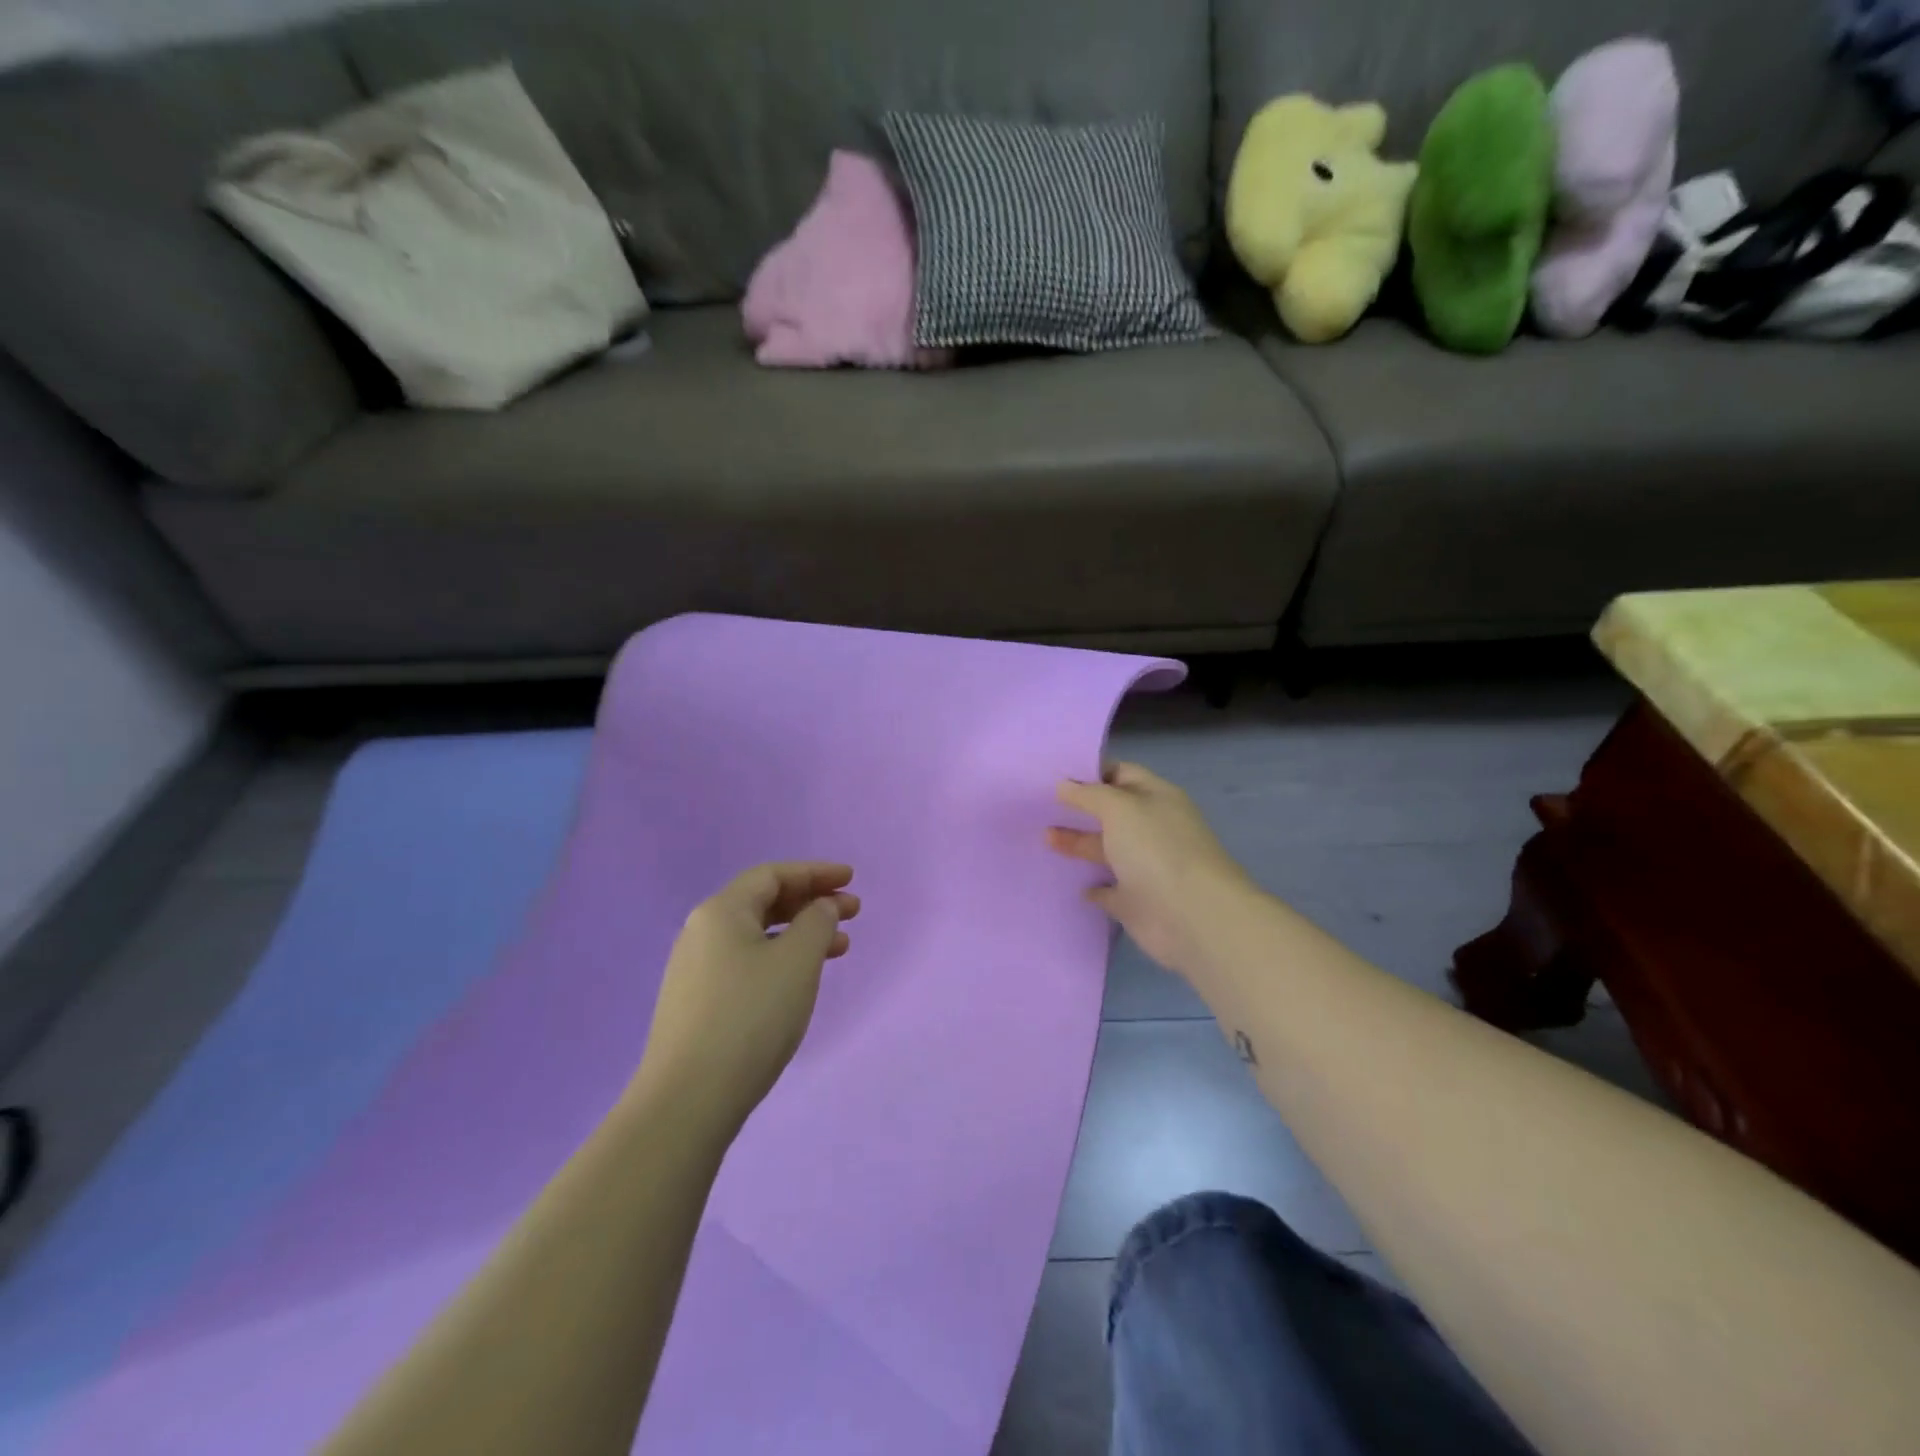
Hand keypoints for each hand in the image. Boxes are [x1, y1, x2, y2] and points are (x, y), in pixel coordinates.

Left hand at [632, 863, 858, 1137]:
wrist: (688, 1100)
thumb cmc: (751, 1016)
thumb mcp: (797, 961)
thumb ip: (817, 923)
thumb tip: (821, 907)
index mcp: (720, 911)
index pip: (773, 875)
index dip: (815, 872)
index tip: (851, 879)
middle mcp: (701, 932)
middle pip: (763, 903)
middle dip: (811, 902)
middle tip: (852, 913)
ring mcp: (695, 971)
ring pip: (757, 936)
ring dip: (800, 934)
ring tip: (839, 949)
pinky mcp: (696, 1005)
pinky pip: (747, 964)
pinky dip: (780, 960)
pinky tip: (800, 981)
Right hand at [1048, 763, 1252, 979]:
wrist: (1191, 916)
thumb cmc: (1155, 849)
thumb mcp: (1119, 807)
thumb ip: (1088, 794)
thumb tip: (1064, 785)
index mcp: (1156, 798)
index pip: (1121, 774)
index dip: (1090, 773)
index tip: (1053, 776)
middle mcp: (1151, 829)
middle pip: (1110, 813)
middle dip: (1078, 809)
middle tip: (1039, 807)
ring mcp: (1144, 866)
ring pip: (1106, 850)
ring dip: (1077, 844)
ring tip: (1043, 838)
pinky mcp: (1136, 902)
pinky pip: (1108, 890)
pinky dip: (1091, 887)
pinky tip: (1069, 882)